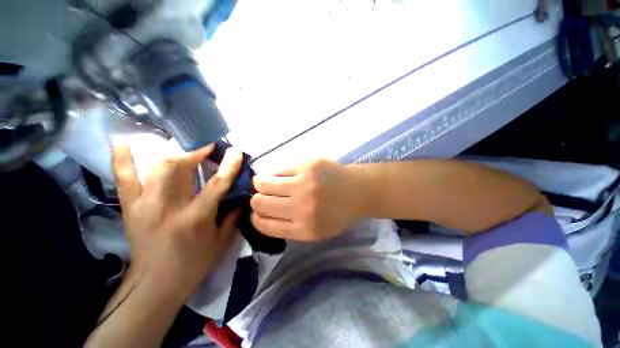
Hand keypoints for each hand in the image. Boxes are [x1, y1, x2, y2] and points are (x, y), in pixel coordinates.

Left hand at [112, 142, 242, 291]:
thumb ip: (232, 216)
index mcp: (196, 218)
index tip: (235, 151)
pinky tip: (124, 142)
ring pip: (155, 169)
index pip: (216, 184)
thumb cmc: (194, 264)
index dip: (228, 166)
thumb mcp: (222, 242)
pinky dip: (122, 159)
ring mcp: (145, 206)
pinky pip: (123, 179)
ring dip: (172, 152)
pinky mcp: (130, 208)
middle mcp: (168, 208)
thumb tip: (240, 197)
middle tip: (207, 146)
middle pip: (179, 169)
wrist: (155, 285)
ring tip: (182, 144)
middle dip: (195, 152)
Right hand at [250, 159, 363, 240]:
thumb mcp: (317, 231)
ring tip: (265, 182)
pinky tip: (282, 175)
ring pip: (264, 183)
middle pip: (260, 203)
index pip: (265, 225)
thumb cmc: (338, 213)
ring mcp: (303, 184)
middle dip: (256, 200)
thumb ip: (291, 227)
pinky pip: (279, 169)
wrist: (358, 191)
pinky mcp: (306, 165)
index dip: (256, 218)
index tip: (255, 213)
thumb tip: (263, 215)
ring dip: (260, 183)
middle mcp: (301, 207)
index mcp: (304, 228)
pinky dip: (277, 173)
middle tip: (261, 196)